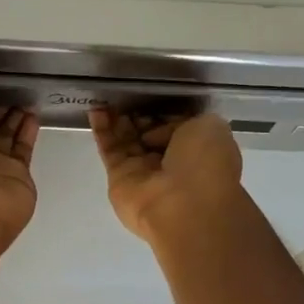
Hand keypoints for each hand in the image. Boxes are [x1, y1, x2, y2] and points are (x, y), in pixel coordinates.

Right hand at [89, 109, 243, 245]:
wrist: (183, 206)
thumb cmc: (204, 164)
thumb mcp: (208, 126)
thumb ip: (181, 121)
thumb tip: (154, 134)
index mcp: (198, 150)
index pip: (176, 127)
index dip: (163, 112)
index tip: (152, 98)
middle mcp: (170, 162)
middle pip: (147, 134)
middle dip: (137, 115)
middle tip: (127, 97)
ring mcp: (143, 171)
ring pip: (126, 140)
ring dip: (117, 119)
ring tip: (108, 98)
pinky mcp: (119, 178)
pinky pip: (109, 149)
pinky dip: (102, 129)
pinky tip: (96, 109)